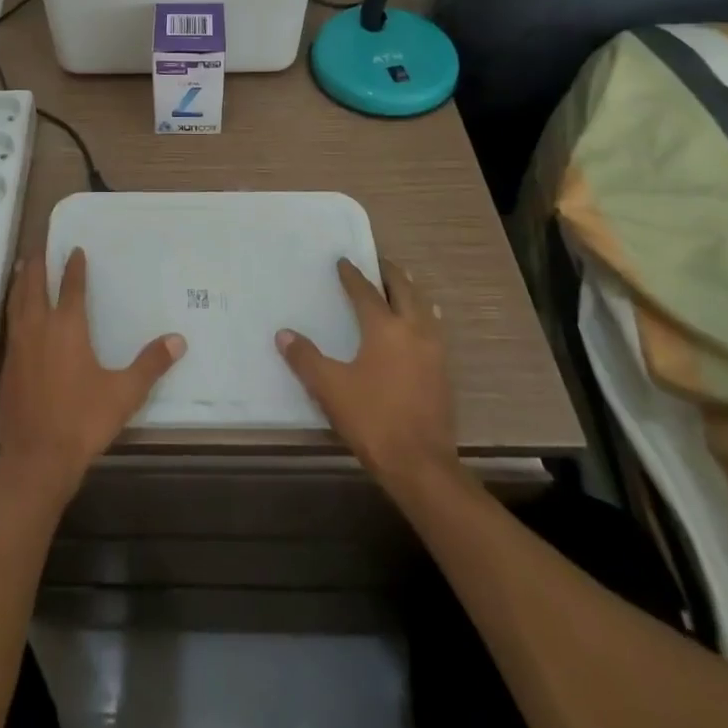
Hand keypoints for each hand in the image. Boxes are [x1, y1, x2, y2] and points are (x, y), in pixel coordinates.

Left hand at [0, 247, 185, 509]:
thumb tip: (179, 339)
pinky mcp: (6, 366)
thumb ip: (150, 364)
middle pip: (35, 286)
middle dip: (37, 265)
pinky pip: (9, 324)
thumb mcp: (124, 393)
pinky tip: (14, 314)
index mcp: (68, 327)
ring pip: (17, 302)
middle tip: (39, 247)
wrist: (36, 459)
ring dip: (19, 282)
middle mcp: (39, 327)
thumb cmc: (82, 420)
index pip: (71, 286)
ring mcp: (19, 346)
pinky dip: (11, 308)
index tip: (75, 250)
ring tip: (20, 267)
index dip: (74, 267)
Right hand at [276, 260, 460, 498]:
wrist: (421, 466)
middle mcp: (414, 331)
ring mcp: (434, 352)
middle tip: (377, 263)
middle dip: (390, 274)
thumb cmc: (372, 419)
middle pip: (404, 291)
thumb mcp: (329, 388)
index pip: (366, 292)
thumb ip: (305, 358)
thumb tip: (283, 334)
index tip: (343, 261)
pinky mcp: (443, 373)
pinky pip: (434, 329)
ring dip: (410, 293)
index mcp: (385, 328)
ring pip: (424, 308)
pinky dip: (423, 316)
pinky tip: (419, 326)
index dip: (352, 275)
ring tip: (400, 287)